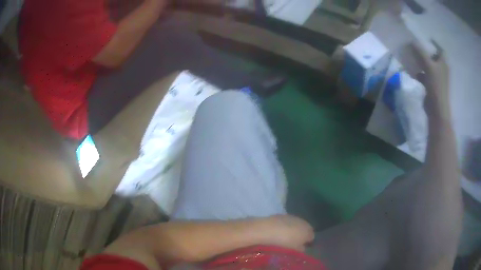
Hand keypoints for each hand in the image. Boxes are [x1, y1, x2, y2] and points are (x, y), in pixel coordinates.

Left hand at [258, 215, 314, 251]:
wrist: (267, 229)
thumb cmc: (284, 242)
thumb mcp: (295, 250)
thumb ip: (301, 249)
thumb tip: (302, 247)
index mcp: (309, 231)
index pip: (312, 237)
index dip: (307, 242)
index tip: (301, 247)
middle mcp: (303, 222)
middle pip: (305, 229)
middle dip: (301, 235)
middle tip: (294, 243)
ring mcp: (293, 217)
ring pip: (296, 225)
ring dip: (293, 230)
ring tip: (285, 237)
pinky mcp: (283, 215)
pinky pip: (287, 222)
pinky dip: (285, 226)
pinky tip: (278, 232)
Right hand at [411, 41, 449, 116]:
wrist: (437, 109)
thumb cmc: (436, 85)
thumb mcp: (428, 66)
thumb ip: (420, 53)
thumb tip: (412, 41)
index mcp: (443, 64)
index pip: (441, 50)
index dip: (435, 43)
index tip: (427, 39)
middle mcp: (441, 69)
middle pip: (433, 57)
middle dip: (425, 52)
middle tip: (416, 47)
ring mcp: (437, 78)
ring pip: (428, 66)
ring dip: (421, 62)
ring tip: (412, 58)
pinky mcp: (431, 86)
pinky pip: (424, 75)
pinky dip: (419, 73)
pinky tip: (412, 72)